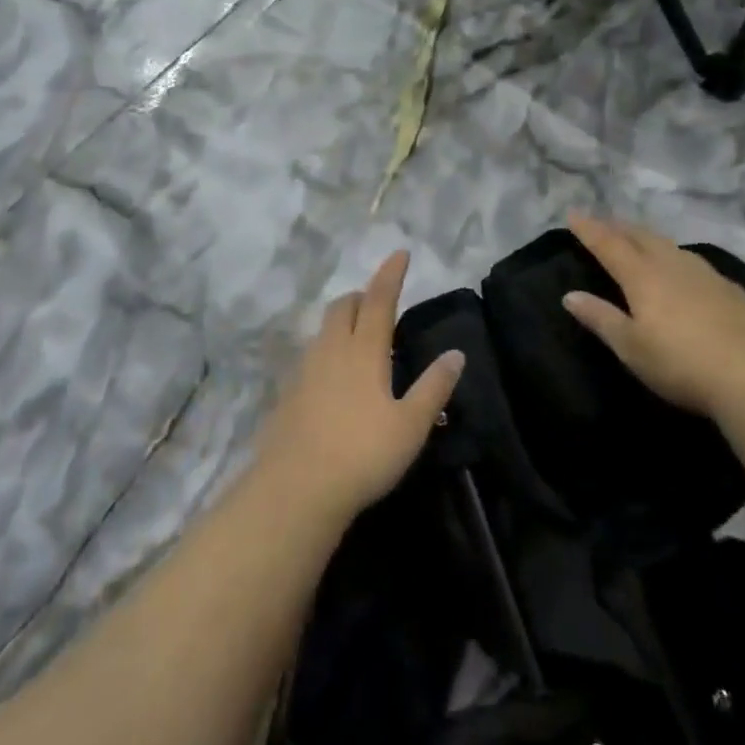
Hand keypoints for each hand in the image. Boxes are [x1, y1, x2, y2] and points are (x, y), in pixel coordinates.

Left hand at [258, 251, 463, 523]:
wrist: (295, 491)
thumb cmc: (362, 454)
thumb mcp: (411, 425)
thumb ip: (434, 387)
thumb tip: (456, 353)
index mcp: (364, 351)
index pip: (380, 300)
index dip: (390, 274)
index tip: (400, 253)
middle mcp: (331, 350)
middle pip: (344, 306)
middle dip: (362, 296)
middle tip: (380, 304)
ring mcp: (304, 371)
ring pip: (324, 330)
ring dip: (343, 322)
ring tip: (361, 340)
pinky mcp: (288, 394)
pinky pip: (311, 356)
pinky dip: (327, 351)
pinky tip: (335, 379)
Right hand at [561, 213, 744, 418]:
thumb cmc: (682, 364)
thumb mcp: (632, 348)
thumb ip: (601, 318)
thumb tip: (570, 295)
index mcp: (644, 277)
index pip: (609, 245)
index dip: (590, 229)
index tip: (573, 213)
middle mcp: (674, 265)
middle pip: (641, 237)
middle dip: (618, 227)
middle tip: (603, 222)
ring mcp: (707, 274)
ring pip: (670, 245)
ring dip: (648, 237)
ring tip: (638, 238)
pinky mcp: (732, 289)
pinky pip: (693, 261)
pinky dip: (675, 256)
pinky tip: (682, 268)